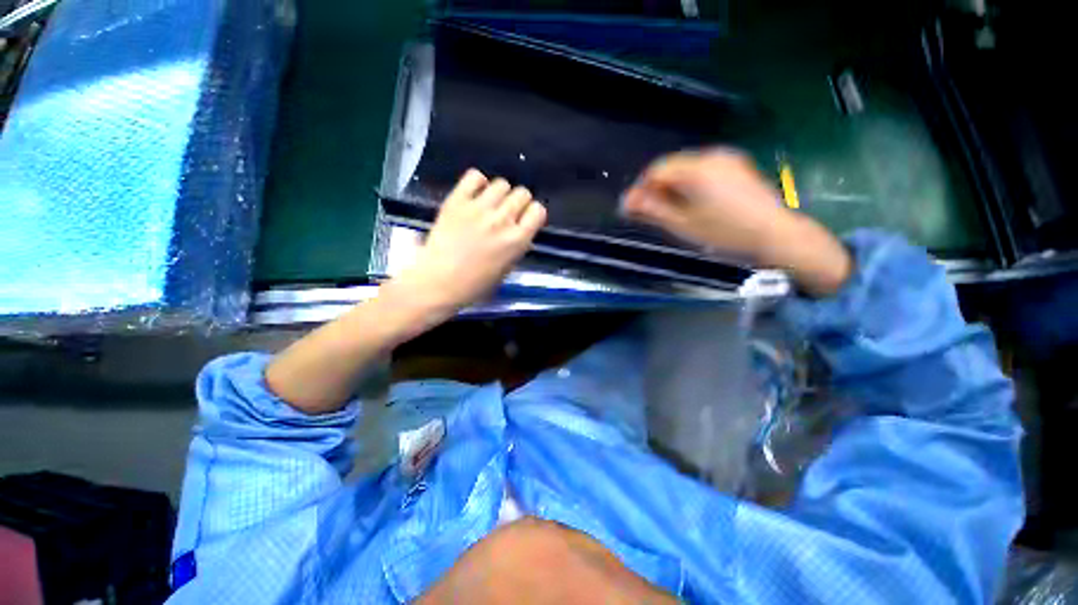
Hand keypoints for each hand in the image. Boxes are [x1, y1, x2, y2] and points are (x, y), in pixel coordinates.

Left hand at [385, 169, 546, 316]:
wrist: (438, 281)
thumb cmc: (474, 284)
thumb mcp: (506, 269)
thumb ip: (516, 245)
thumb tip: (518, 229)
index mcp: (517, 241)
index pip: (538, 210)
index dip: (532, 213)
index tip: (525, 219)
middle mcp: (502, 220)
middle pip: (522, 193)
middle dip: (518, 202)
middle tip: (507, 212)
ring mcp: (479, 208)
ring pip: (501, 183)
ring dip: (499, 193)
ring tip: (489, 204)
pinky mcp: (457, 201)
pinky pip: (475, 176)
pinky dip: (478, 182)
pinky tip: (474, 194)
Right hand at [621, 148, 851, 296]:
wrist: (774, 234)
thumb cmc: (725, 233)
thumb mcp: (683, 224)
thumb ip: (653, 209)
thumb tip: (627, 201)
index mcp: (695, 169)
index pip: (655, 171)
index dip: (640, 189)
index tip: (632, 208)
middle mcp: (710, 155)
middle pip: (670, 166)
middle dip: (655, 187)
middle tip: (649, 211)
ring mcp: (727, 158)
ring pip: (686, 167)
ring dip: (672, 185)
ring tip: (669, 208)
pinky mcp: (737, 165)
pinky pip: (703, 168)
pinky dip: (690, 182)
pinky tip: (692, 201)